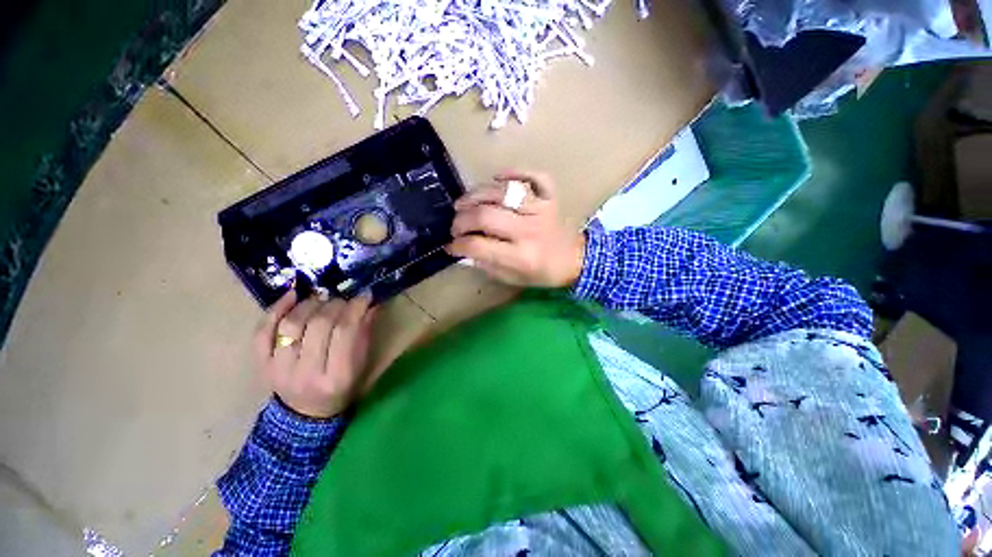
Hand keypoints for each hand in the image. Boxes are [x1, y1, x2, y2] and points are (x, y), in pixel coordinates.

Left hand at [254, 291, 377, 418]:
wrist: (306, 414)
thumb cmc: (342, 387)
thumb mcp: (361, 364)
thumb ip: (364, 333)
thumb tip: (369, 303)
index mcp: (337, 376)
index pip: (345, 332)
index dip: (355, 308)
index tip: (364, 295)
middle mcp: (307, 373)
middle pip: (319, 325)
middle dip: (335, 305)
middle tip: (343, 300)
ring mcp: (279, 369)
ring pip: (291, 325)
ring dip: (309, 304)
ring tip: (321, 299)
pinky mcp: (261, 364)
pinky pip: (262, 332)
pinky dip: (276, 309)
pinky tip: (292, 296)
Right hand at [447, 170, 585, 287]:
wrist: (578, 260)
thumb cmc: (544, 272)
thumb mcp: (514, 279)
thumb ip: (488, 266)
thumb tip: (463, 252)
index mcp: (520, 256)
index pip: (478, 245)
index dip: (458, 245)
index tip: (450, 245)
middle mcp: (528, 230)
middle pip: (485, 216)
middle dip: (461, 220)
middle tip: (456, 225)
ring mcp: (541, 209)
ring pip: (502, 193)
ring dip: (476, 195)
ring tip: (463, 203)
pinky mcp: (550, 196)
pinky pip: (533, 176)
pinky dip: (514, 172)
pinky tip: (498, 178)